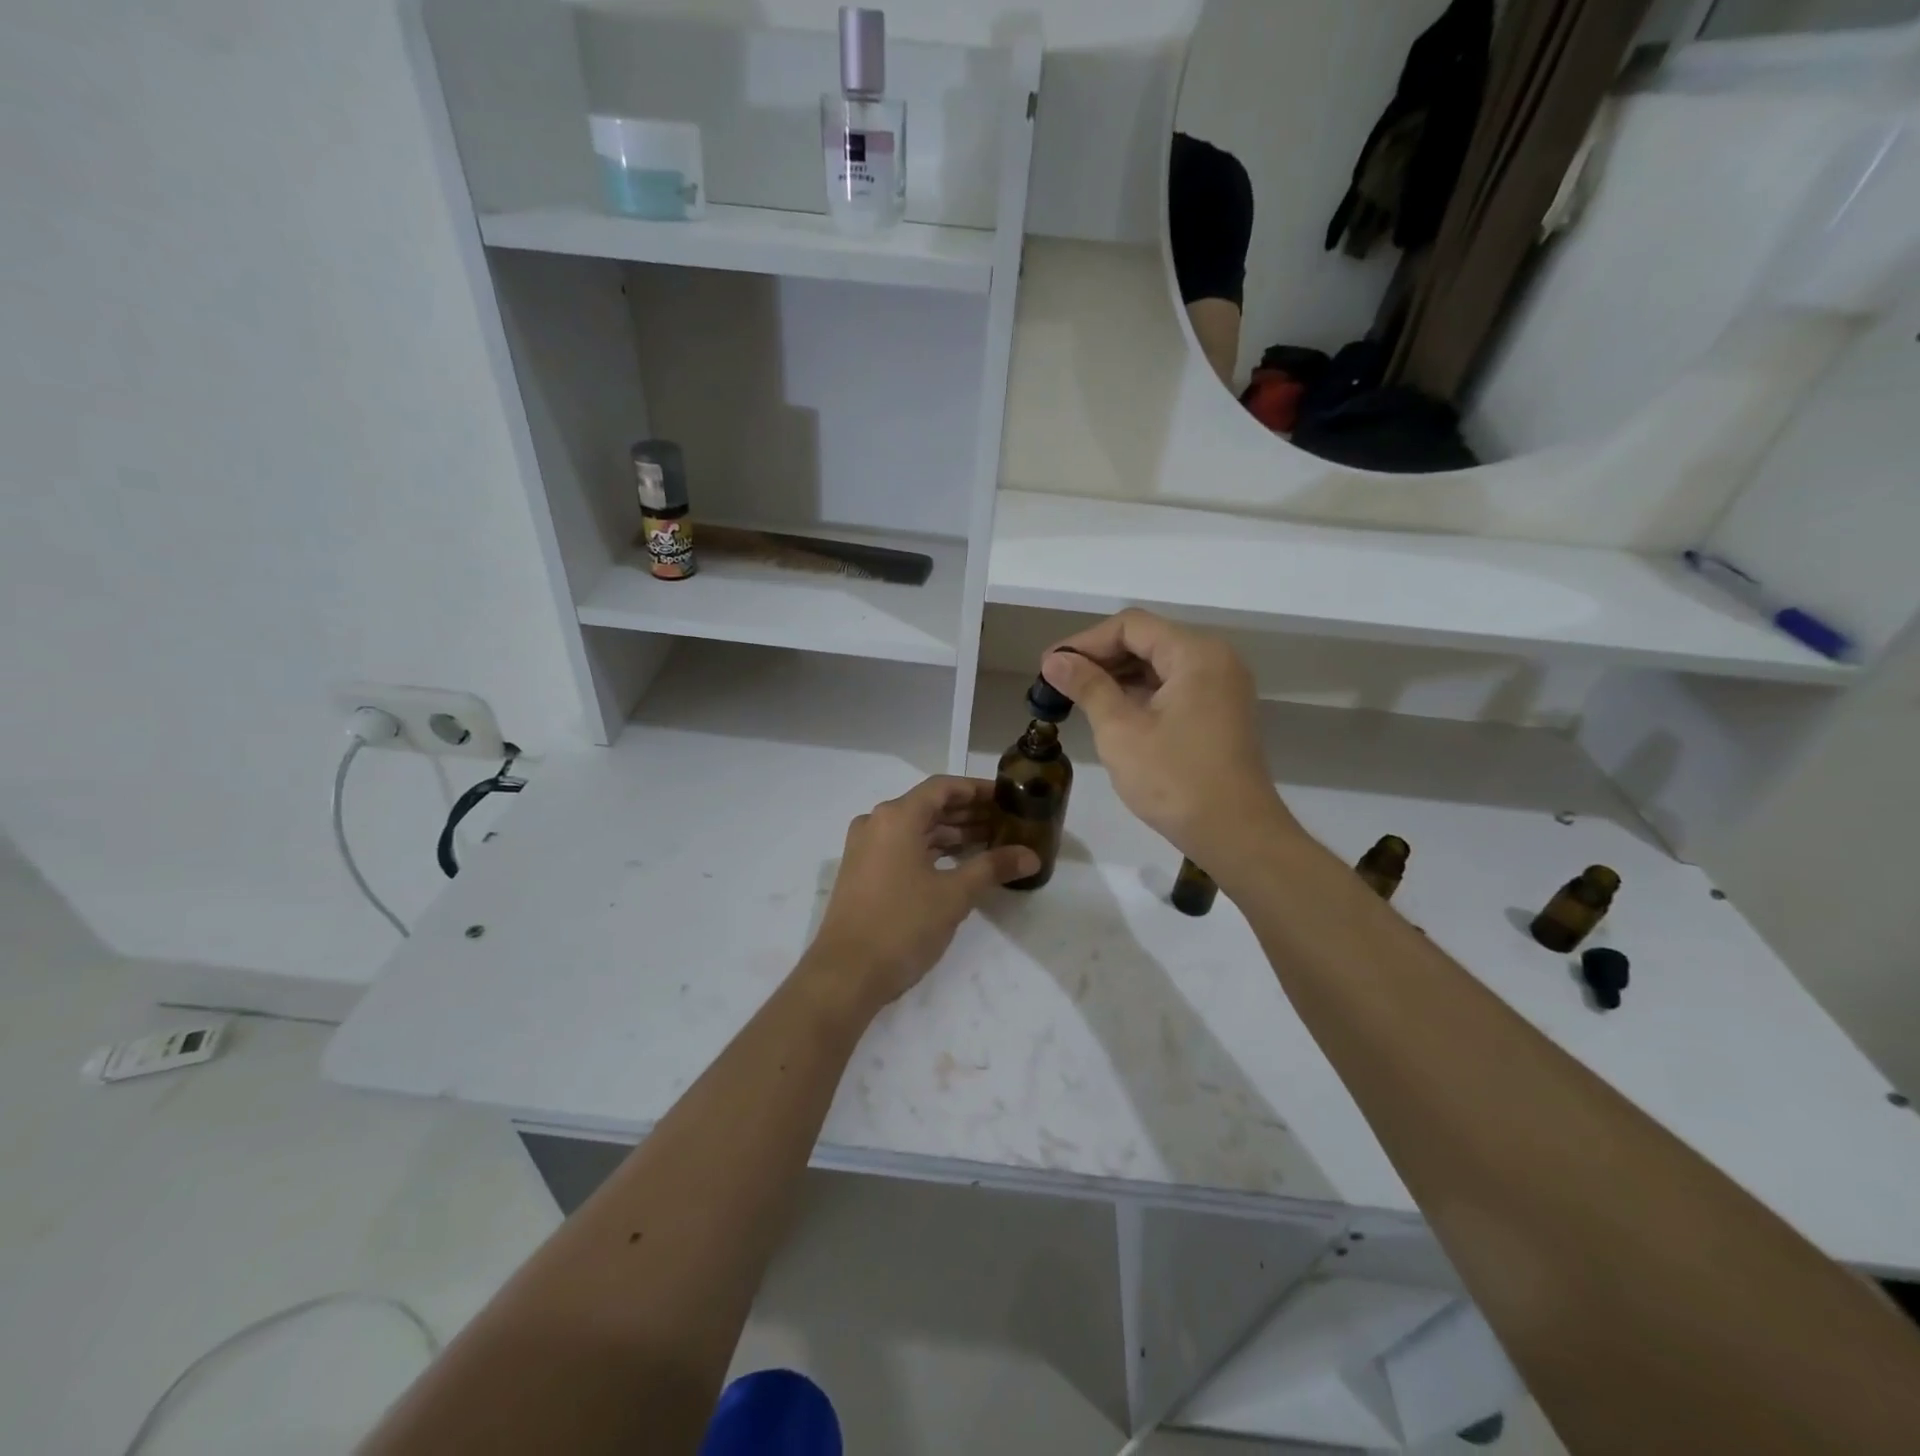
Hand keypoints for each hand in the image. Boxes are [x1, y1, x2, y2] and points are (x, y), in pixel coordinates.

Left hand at [805, 776, 1039, 1011]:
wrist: (845, 975)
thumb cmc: (902, 925)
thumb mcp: (954, 894)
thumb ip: (993, 867)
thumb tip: (1032, 856)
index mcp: (896, 817)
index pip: (943, 787)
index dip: (978, 789)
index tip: (1009, 796)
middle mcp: (877, 823)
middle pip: (930, 806)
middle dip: (969, 813)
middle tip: (1008, 822)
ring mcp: (866, 848)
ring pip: (917, 829)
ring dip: (952, 834)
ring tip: (993, 842)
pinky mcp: (863, 872)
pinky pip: (904, 848)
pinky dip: (933, 851)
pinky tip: (961, 863)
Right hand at [1041, 611, 1298, 872]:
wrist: (1236, 835)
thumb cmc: (1175, 781)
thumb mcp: (1121, 731)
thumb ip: (1088, 687)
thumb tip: (1054, 659)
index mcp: (1196, 654)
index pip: (1131, 626)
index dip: (1085, 641)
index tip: (1051, 667)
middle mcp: (1215, 659)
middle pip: (1147, 640)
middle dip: (1100, 658)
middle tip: (1058, 684)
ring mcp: (1221, 686)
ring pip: (1159, 664)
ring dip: (1117, 676)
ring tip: (1077, 698)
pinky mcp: (1219, 712)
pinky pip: (1173, 687)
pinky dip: (1140, 694)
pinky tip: (1110, 713)